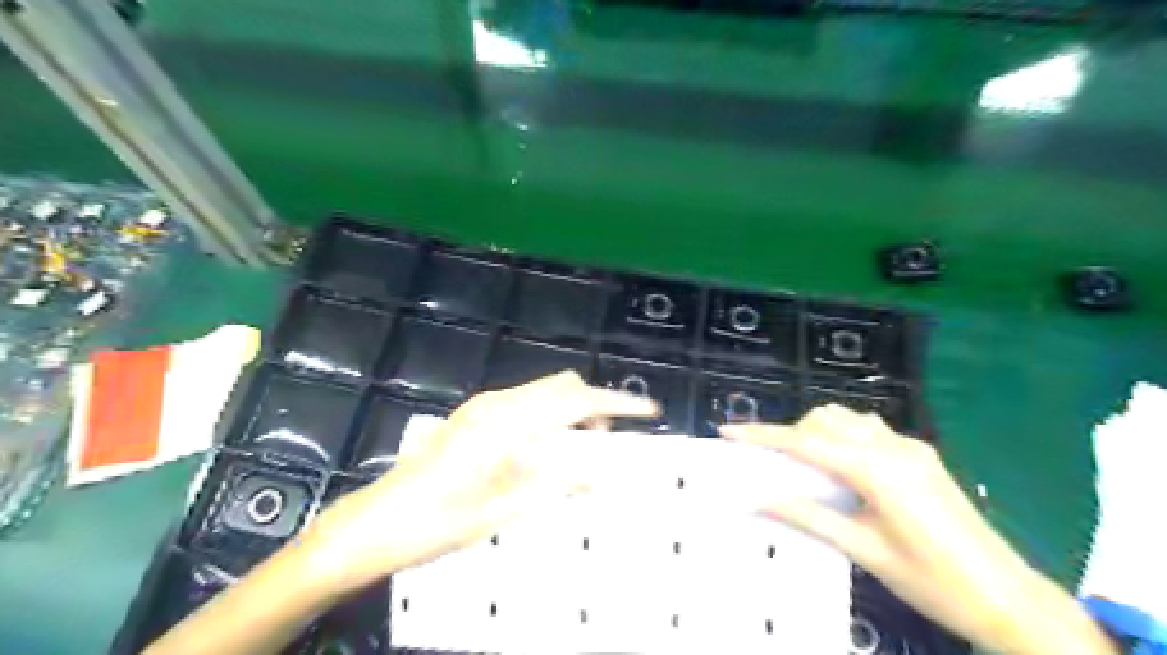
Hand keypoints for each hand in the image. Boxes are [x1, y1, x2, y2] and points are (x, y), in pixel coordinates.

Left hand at [300, 373, 655, 593]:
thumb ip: (558, 484)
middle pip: (563, 387)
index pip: (577, 402)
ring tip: (578, 453)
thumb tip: (603, 474)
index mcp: (509, 422)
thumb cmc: (439, 521)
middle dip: (594, 406)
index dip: (617, 404)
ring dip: (570, 412)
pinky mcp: (473, 416)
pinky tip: (544, 451)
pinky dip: (548, 418)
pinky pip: (525, 404)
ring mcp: (482, 406)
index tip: (649, 411)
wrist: (376, 523)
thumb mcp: (505, 510)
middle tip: (607, 444)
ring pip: (544, 393)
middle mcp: (498, 403)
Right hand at [726, 404, 1115, 653]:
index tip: (728, 431)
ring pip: (847, 418)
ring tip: (803, 465)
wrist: (1009, 597)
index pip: (805, 442)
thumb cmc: (933, 581)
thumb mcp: (864, 551)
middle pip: (824, 419)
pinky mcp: (920, 454)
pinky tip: (841, 467)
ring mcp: (909, 446)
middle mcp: (892, 446)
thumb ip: (809, 517)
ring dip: (817, 432)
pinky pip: (868, 429)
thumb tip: (758, 501)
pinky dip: (842, 436)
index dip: (762, 435)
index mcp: (877, 469)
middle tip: (771, 463)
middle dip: (790, 433)